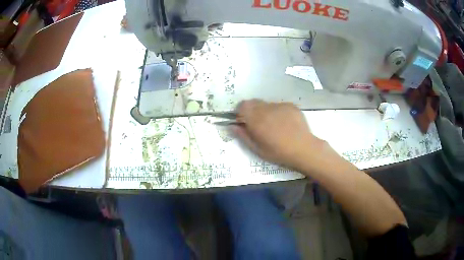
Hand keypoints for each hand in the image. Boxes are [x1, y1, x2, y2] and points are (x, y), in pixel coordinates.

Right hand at [231, 100, 322, 167]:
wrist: (303, 149)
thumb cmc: (278, 152)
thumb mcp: (257, 149)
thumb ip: (243, 135)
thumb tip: (232, 126)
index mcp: (256, 119)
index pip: (242, 106)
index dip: (240, 112)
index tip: (243, 121)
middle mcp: (267, 108)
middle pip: (253, 102)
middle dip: (252, 111)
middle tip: (258, 124)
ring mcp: (280, 105)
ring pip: (266, 104)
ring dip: (265, 111)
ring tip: (274, 124)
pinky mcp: (291, 106)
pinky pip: (279, 106)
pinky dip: (277, 112)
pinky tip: (285, 123)